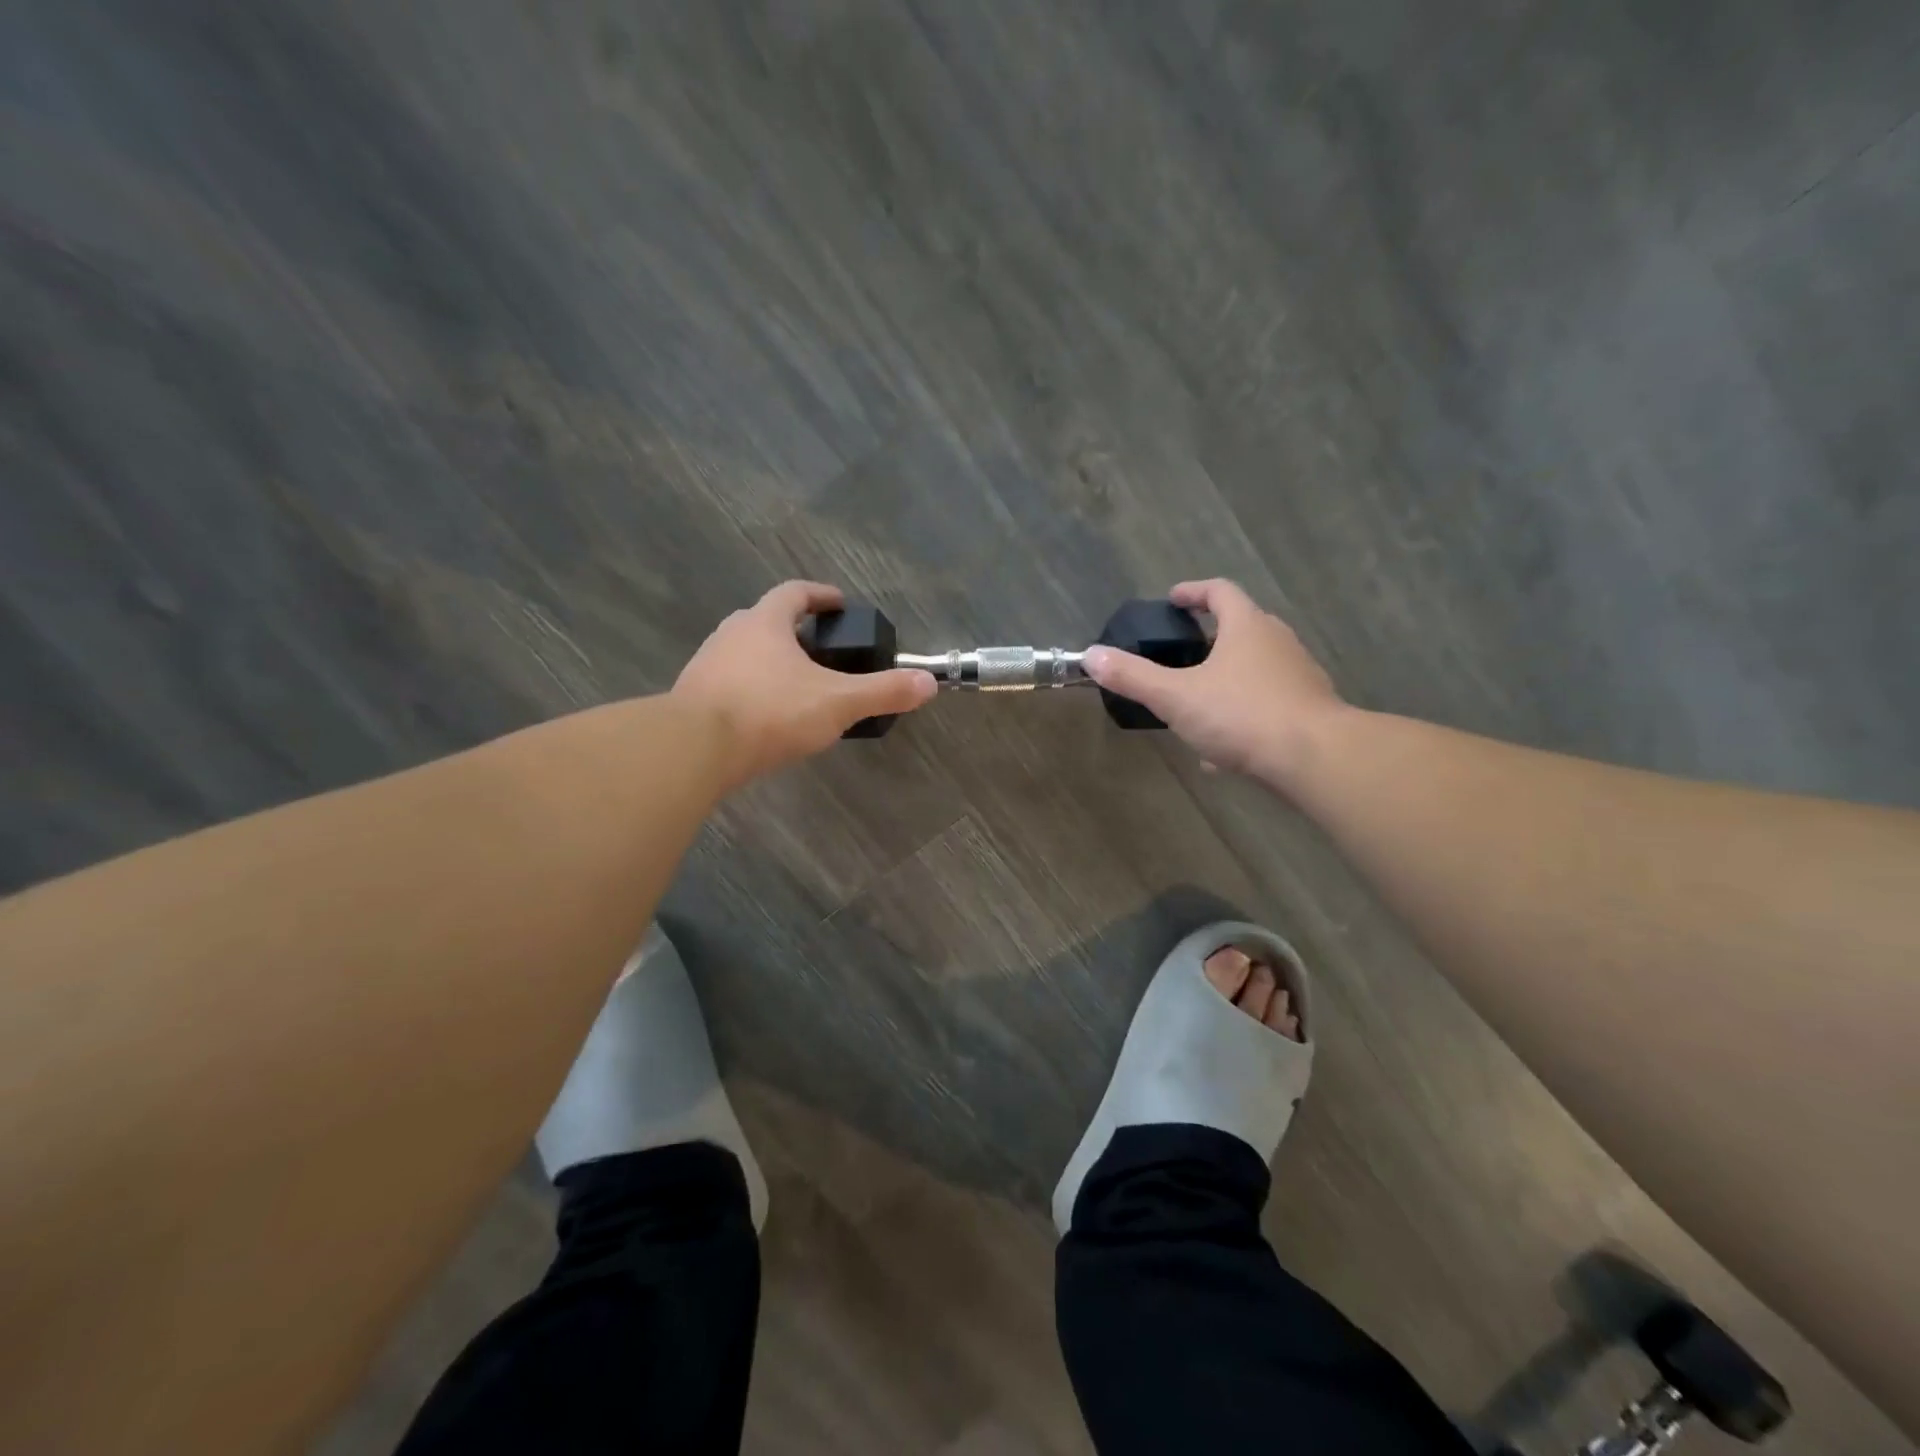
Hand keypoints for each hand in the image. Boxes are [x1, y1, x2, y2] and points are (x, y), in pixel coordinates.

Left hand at [673, 581, 935, 785]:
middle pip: (766, 620)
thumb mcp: (837, 702)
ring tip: (795, 686)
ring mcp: (706, 665)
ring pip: (744, 652)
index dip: (820, 595)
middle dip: (794, 630)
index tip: (839, 603)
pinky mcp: (691, 698)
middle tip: (821, 650)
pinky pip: (728, 683)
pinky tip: (764, 716)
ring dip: (769, 661)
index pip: (794, 593)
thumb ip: (883, 691)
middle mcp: (731, 634)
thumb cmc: (770, 712)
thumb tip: (928, 682)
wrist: (695, 749)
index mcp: (765, 622)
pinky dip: (750, 689)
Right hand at [1082, 579, 1348, 787]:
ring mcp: (1298, 675)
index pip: (1220, 591)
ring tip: (1197, 700)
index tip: (1172, 600)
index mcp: (1247, 626)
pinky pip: (1268, 702)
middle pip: (1242, 626)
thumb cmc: (1241, 715)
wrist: (1315, 758)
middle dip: (1211, 636)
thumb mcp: (1175, 696)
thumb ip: (1133, 676)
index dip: (1193, 592)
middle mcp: (1278, 642)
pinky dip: (1243, 712)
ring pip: (1256, 667)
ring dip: (1227, 676)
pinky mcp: (1309, 709)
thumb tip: (1091, 656)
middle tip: (1181, 650)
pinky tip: (1222, 748)